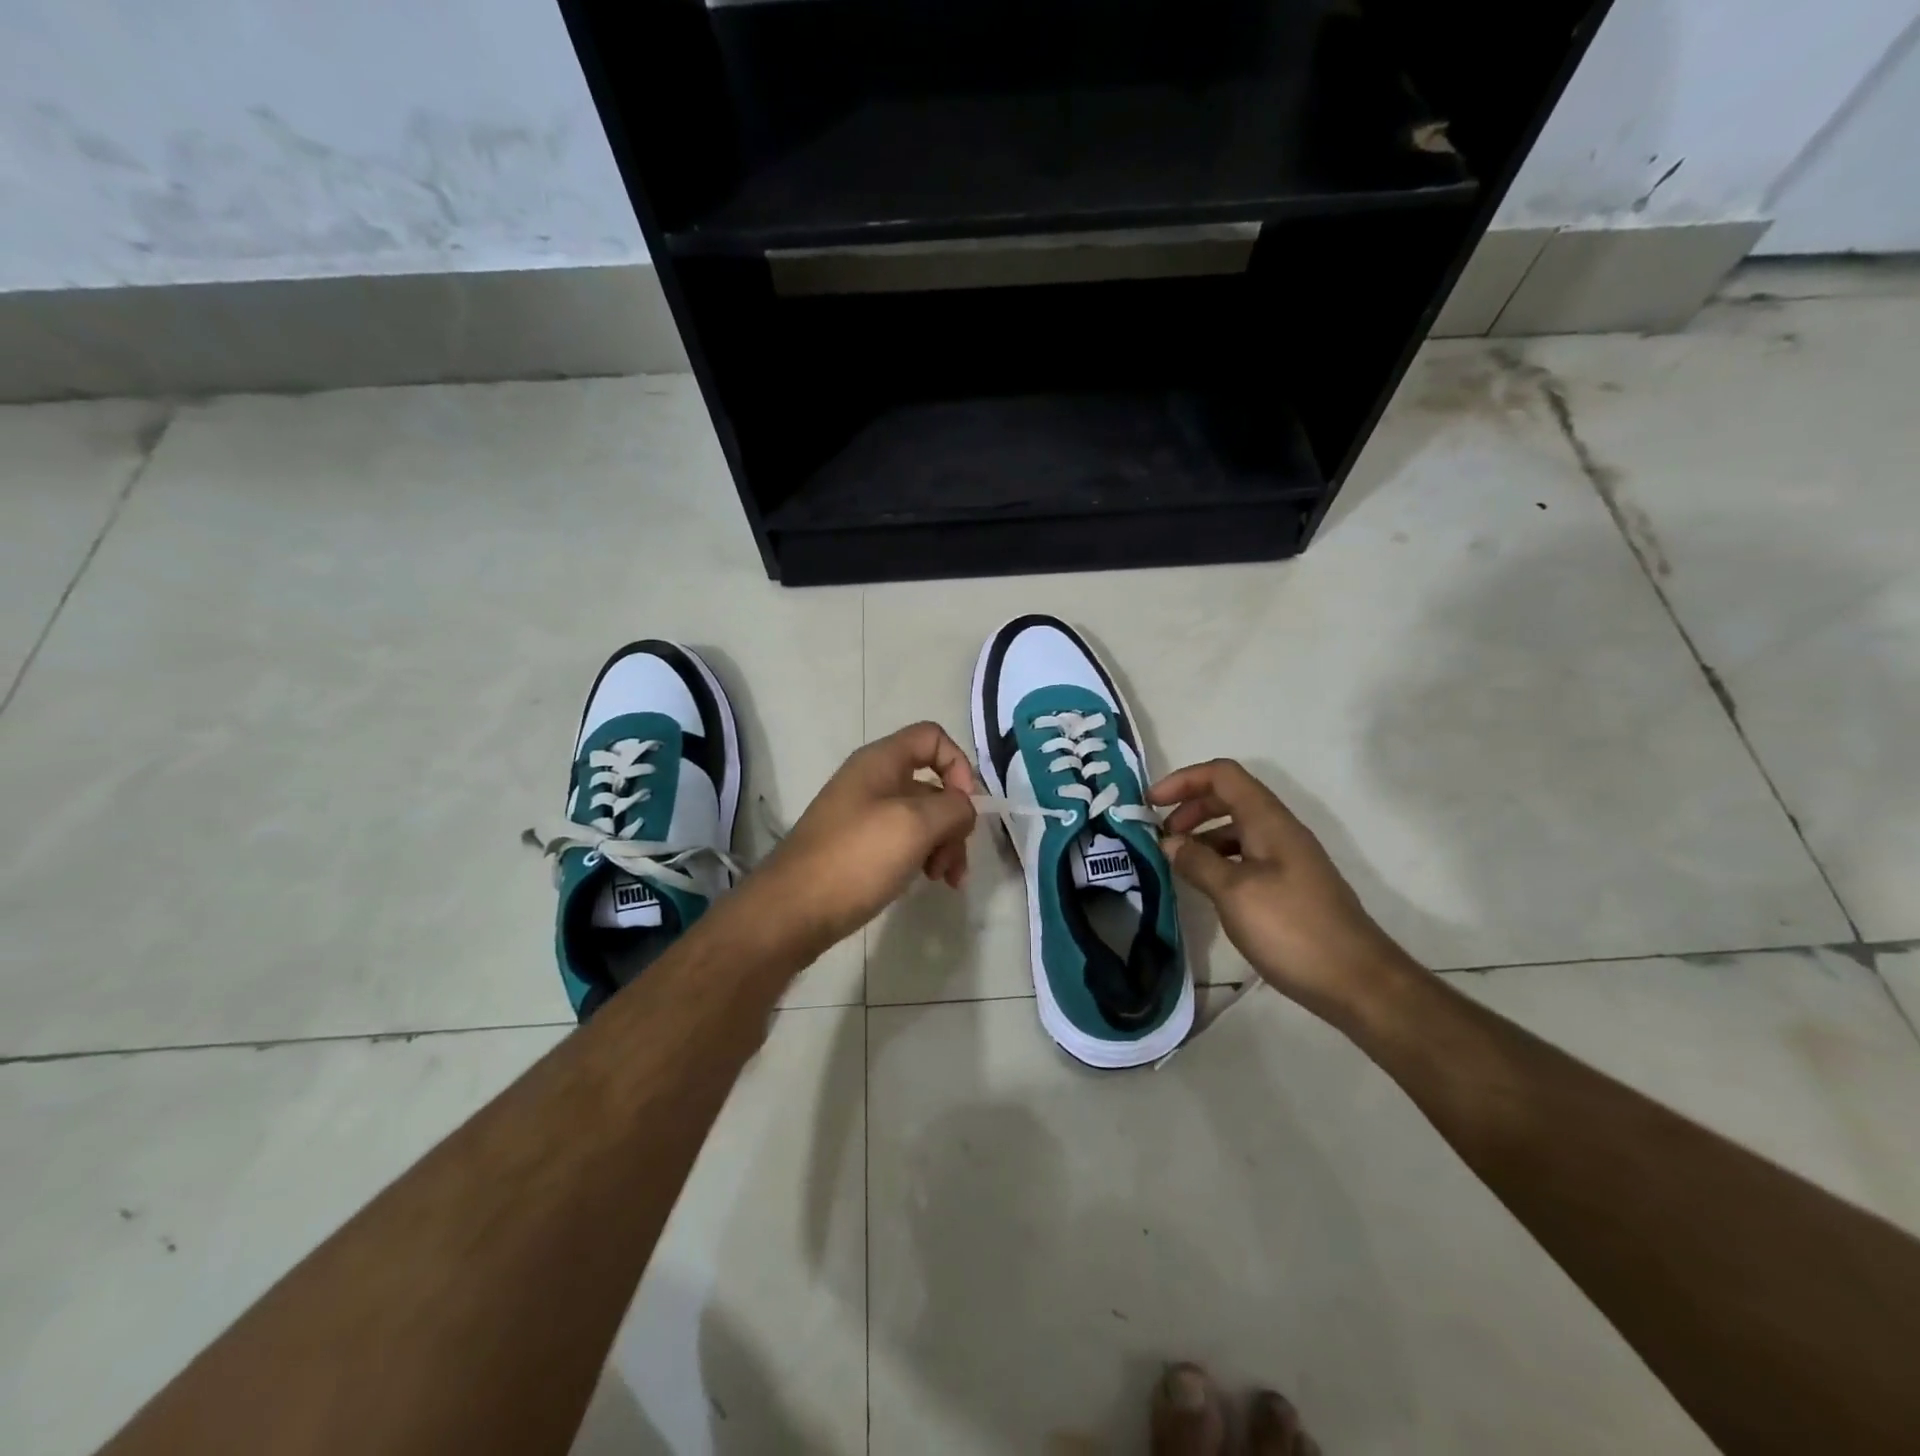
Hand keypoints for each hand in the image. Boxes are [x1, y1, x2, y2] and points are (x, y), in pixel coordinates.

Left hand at [747, 722, 978, 953]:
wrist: (792, 911)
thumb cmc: (856, 858)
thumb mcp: (915, 825)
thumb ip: (953, 808)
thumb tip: (963, 809)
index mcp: (881, 761)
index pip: (932, 737)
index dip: (957, 765)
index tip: (965, 805)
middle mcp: (872, 781)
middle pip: (931, 784)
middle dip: (954, 819)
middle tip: (955, 858)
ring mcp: (864, 816)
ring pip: (921, 818)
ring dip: (943, 844)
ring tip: (945, 880)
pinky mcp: (859, 848)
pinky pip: (903, 842)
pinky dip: (923, 857)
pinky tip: (927, 882)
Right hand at [1150, 759, 1412, 1019]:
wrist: (1357, 981)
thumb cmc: (1292, 929)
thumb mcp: (1234, 893)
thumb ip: (1197, 862)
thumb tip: (1168, 842)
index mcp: (1268, 821)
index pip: (1222, 775)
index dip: (1183, 780)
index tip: (1150, 803)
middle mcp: (1279, 831)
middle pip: (1228, 797)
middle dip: (1189, 807)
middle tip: (1160, 836)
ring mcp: (1287, 859)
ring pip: (1236, 828)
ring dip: (1202, 836)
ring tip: (1176, 863)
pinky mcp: (1288, 886)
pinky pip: (1245, 856)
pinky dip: (1218, 860)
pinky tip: (1204, 886)